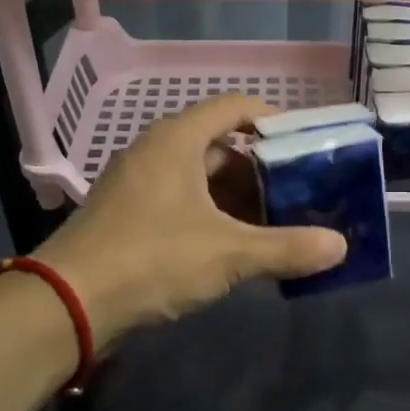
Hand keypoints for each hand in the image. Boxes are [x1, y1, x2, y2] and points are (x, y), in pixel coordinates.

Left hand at [34, 96, 345, 345]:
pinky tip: (240, 247)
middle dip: (264, 169)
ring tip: (281, 223)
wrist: (68, 303)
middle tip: (303, 192)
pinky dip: (215, 218)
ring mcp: (140, 186)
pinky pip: (184, 204)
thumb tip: (341, 247)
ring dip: (241, 199)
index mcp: (178, 140)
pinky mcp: (131, 217)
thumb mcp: (228, 253)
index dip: (276, 120)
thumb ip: (287, 248)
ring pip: (203, 180)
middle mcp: (157, 153)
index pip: (236, 107)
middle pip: (222, 146)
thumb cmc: (152, 259)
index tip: (309, 145)